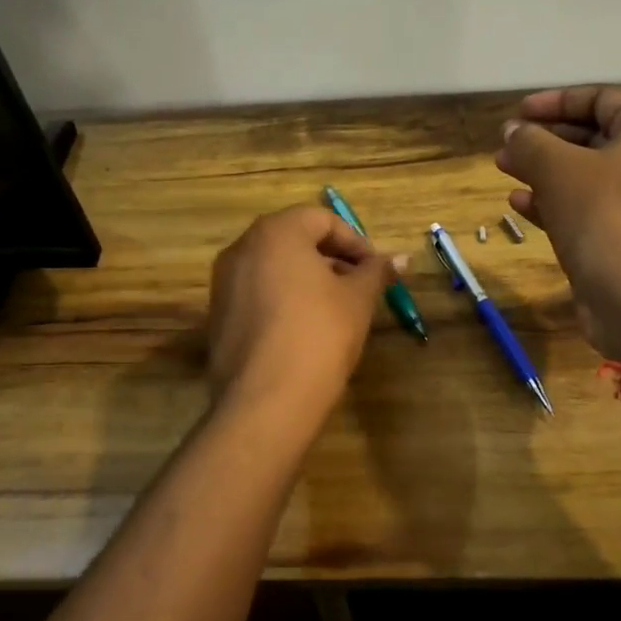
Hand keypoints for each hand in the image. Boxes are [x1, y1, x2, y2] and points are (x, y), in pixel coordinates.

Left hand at [206, 205, 400, 423]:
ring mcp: (224, 282)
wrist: (266, 400)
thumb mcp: (357, 299)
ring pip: (274, 266)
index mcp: (275, 233)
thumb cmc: (319, 334)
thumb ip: (376, 271)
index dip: (355, 242)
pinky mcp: (218, 315)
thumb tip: (402, 257)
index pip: (321, 219)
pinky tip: (305, 329)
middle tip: (360, 286)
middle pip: (294, 239)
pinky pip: (256, 292)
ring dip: (307, 278)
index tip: (376, 270)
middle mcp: (242, 248)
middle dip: (331, 259)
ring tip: (336, 309)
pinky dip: (283, 298)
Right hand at [496, 86, 620, 358]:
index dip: (559, 100)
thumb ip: (530, 142)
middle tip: (507, 143)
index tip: (520, 112)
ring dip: (542, 170)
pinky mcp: (619, 240)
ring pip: (582, 176)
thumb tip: (512, 131)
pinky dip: (551, 203)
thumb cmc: (605, 215)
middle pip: (592, 137)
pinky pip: (582, 210)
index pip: (603, 99)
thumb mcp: (559, 167)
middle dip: (545, 137)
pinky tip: (518, 204)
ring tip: (503, 168)